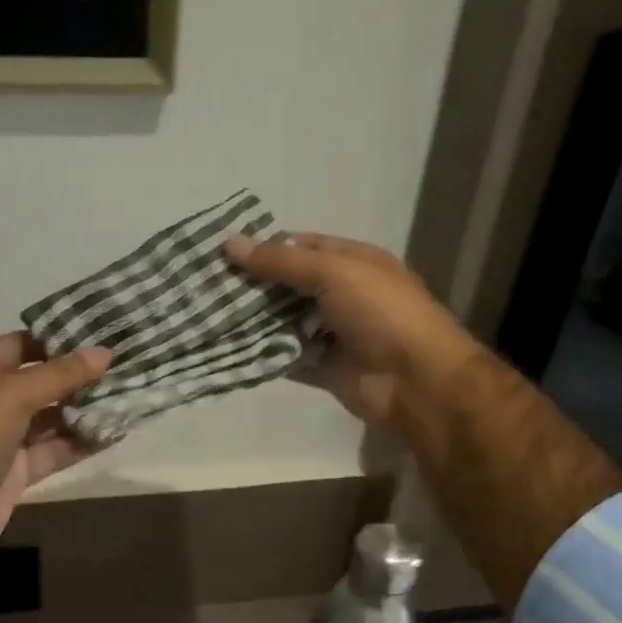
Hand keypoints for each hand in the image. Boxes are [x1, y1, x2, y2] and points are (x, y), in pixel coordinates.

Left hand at [0, 333, 110, 576]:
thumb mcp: (10, 396)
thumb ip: (59, 374)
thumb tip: (105, 353)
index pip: (23, 344)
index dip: (60, 339)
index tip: (103, 335)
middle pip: (41, 380)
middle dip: (80, 376)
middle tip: (126, 365)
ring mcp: (3, 437)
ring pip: (51, 416)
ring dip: (85, 409)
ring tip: (129, 396)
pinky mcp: (17, 470)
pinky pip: (55, 449)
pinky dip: (81, 442)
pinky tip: (115, 432)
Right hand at [225, 232, 481, 431]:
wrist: (416, 380)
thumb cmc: (380, 311)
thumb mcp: (332, 272)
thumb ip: (280, 261)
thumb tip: (229, 243)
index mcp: (352, 262)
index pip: (301, 247)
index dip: (265, 248)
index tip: (222, 253)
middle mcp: (341, 294)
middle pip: (288, 285)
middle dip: (252, 286)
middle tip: (205, 285)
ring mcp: (332, 333)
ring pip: (283, 321)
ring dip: (252, 320)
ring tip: (207, 314)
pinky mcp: (322, 368)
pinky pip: (285, 356)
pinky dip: (262, 353)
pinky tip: (227, 346)